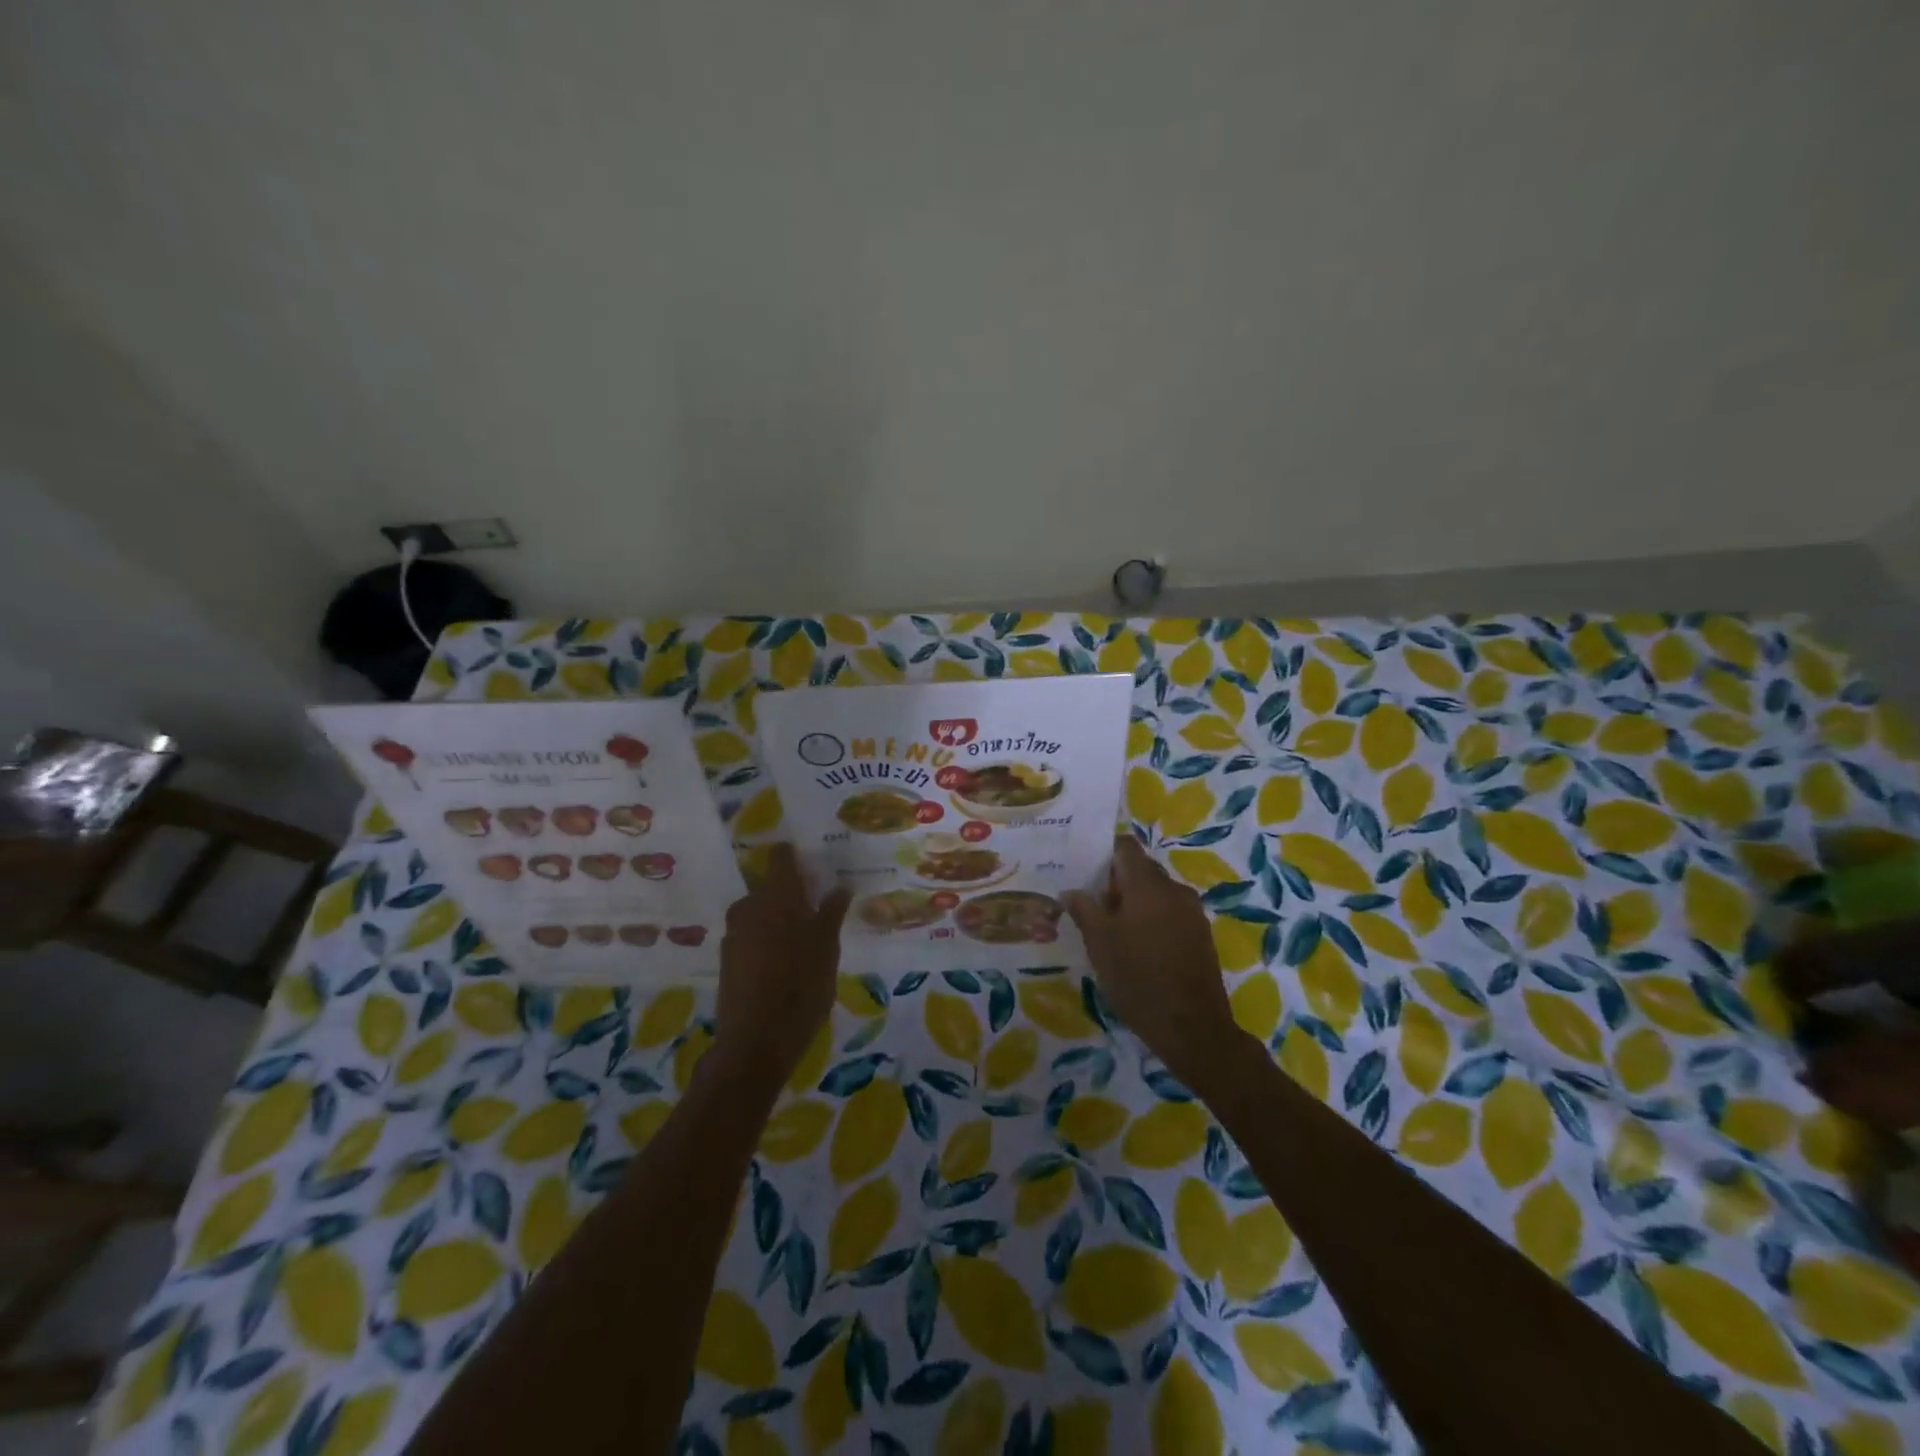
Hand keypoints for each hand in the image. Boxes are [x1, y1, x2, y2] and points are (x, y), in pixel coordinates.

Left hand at [711, 844, 851, 1094]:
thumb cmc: (801, 987)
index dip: (794, 855)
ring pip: (758, 912)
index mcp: (777, 896)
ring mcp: (734, 933)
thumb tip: (840, 886)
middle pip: (769, 886)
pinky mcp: (727, 959)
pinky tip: (782, 960)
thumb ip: (832, 913)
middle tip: (815, 905)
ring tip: (802, 936)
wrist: (756, 1041)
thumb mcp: (827, 948)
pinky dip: (765, 939)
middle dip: (790, 891)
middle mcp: (750, 906)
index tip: (811, 859)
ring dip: (777, 916)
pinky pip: (750, 936)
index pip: (781, 858)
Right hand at [1064, 835, 1252, 1092]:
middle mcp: (1174, 889)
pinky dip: (1152, 918)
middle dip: (1115, 881)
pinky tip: (1137, 945)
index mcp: (1148, 884)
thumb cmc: (1138, 980)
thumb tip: (1071, 890)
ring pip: (1156, 892)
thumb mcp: (1100, 945)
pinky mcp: (1201, 934)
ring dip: (1134, 902)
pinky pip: (1170, 912)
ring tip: (1110, 927)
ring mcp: (1192, 911)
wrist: (1193, 1028)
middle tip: (1089, 903)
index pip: (1125, 847)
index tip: (1083, 870)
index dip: (1103, 853)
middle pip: (1141, 869)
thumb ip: (1084, 910)